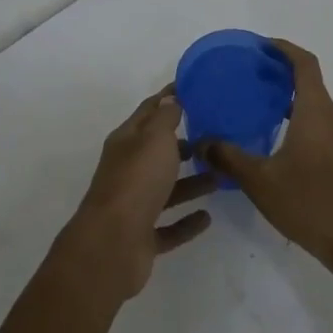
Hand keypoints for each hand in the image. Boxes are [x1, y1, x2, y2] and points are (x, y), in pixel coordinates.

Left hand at [57, 87, 215, 302]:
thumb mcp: (154, 139)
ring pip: (166, 189)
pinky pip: (169, 226)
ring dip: (191, 183)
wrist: (112, 244)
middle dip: (182, 144)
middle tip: (214, 137)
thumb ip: (165, 118)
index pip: (149, 111)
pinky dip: (186, 222)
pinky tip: (207, 217)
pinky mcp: (142, 237)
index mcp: (126, 141)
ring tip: (219, 177)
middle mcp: (128, 170)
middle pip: (157, 152)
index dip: (168, 98)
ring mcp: (134, 205)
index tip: (192, 88)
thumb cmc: (137, 180)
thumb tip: (170, 99)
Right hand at [200, 40, 332, 271]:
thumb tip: (202, 142)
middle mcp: (331, 118)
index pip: (304, 63)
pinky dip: (295, 119)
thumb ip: (229, 158)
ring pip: (313, 105)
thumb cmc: (312, 203)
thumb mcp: (261, 181)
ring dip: (287, 97)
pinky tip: (273, 140)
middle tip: (247, 74)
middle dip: (279, 71)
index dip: (283, 48)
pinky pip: (316, 125)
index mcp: (315, 111)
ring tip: (254, 104)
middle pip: (309, 81)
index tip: (259, 45)